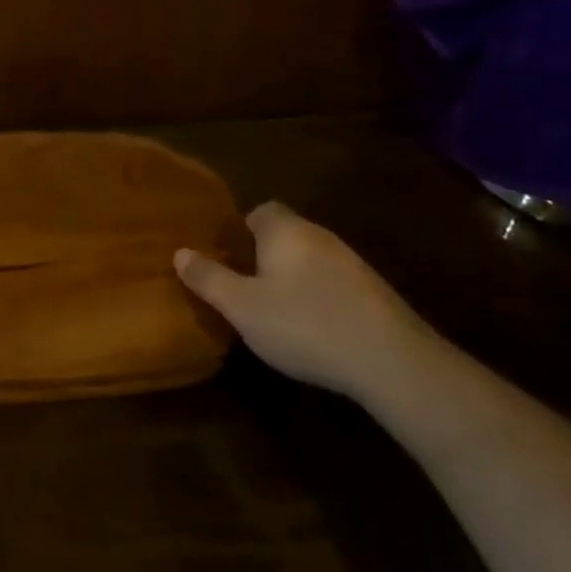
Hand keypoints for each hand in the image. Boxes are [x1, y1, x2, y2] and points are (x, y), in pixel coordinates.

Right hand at [175, 201, 432, 399]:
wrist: (391, 360)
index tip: (227, 257)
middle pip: (285, 234)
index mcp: (285, 230)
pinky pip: (333, 283)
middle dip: (264, 255)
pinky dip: (319, 297)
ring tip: (275, 310)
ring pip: (310, 259)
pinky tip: (313, 327)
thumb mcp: (242, 307)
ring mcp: (352, 263)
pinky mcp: (374, 292)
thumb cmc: (304, 324)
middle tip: (243, 286)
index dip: (240, 230)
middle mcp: (319, 235)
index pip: (260, 210)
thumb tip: (179, 252)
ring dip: (293, 277)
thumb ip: (208, 278)